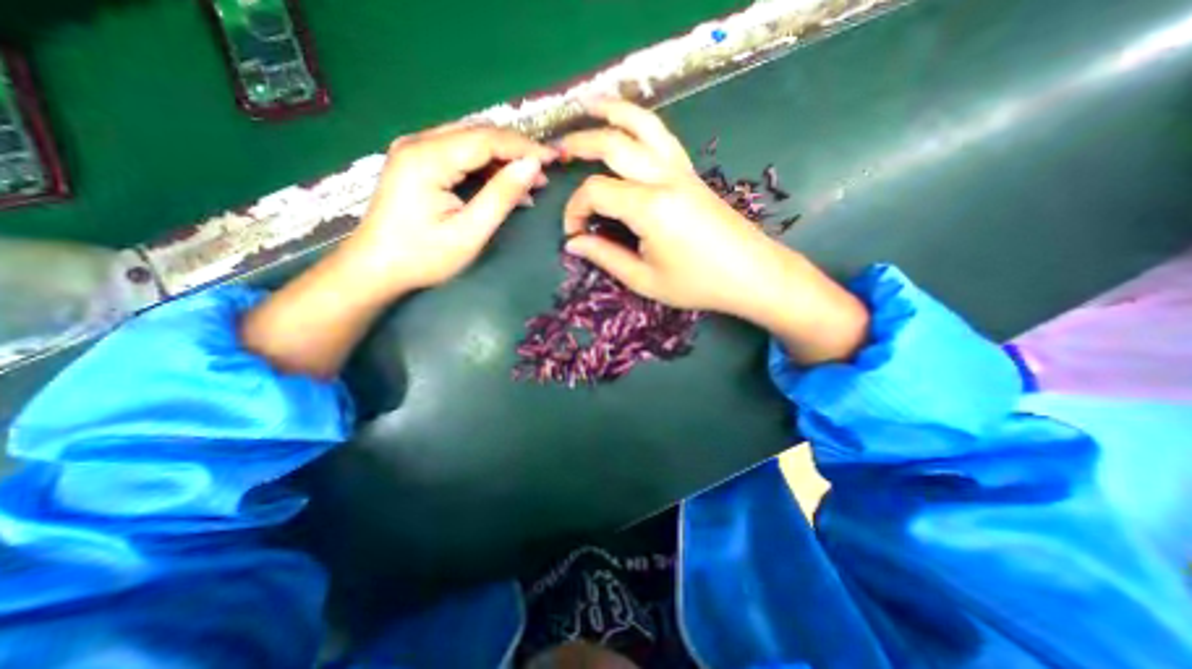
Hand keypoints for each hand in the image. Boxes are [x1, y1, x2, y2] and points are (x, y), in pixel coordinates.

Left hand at [339, 121, 554, 296]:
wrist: (376, 268)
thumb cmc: (423, 257)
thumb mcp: (469, 232)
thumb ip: (501, 196)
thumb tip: (533, 166)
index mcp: (428, 157)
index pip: (486, 139)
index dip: (524, 146)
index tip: (554, 158)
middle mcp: (418, 142)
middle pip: (478, 134)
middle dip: (516, 150)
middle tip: (546, 170)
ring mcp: (415, 150)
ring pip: (470, 142)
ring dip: (503, 159)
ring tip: (531, 181)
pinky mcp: (417, 162)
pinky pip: (459, 154)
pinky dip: (486, 167)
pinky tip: (505, 186)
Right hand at [561, 98, 793, 318]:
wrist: (752, 273)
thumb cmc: (698, 284)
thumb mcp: (645, 280)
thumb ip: (605, 257)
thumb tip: (574, 243)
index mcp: (649, 207)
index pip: (596, 192)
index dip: (575, 210)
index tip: (574, 234)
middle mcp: (664, 178)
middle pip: (614, 144)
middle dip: (581, 144)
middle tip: (558, 153)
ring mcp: (681, 170)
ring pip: (643, 124)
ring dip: (614, 112)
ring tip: (590, 106)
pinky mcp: (692, 172)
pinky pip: (662, 136)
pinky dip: (640, 123)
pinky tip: (629, 126)